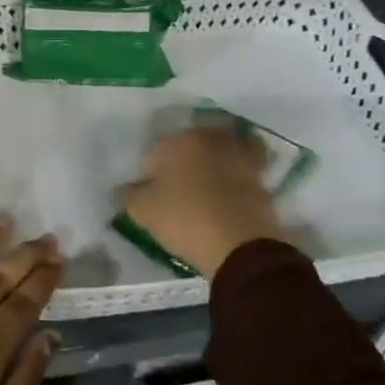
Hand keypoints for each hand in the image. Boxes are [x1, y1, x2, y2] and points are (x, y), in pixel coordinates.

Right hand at [119, 123, 287, 279]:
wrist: (241, 246)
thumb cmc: (185, 220)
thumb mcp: (143, 211)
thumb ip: (128, 195)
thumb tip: (123, 188)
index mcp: (178, 141)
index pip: (155, 149)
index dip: (149, 170)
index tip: (148, 190)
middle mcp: (209, 138)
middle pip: (190, 141)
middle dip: (181, 156)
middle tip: (175, 181)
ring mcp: (238, 154)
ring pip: (220, 145)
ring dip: (213, 156)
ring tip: (205, 179)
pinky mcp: (261, 174)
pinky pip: (245, 162)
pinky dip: (237, 167)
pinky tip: (230, 183)